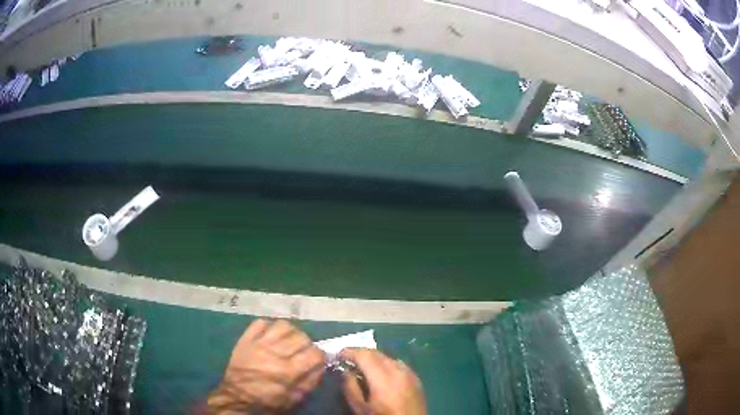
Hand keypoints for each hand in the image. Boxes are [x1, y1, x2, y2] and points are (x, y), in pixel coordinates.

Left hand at [208, 319, 324, 413]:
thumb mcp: (294, 399)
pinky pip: (260, 322)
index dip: (319, 356)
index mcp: (288, 372)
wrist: (236, 397)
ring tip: (288, 340)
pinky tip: (271, 335)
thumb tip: (321, 365)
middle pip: (301, 337)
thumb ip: (310, 382)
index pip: (314, 353)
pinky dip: (269, 326)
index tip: (317, 359)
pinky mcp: (246, 339)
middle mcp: (275, 354)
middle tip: (302, 351)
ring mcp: (259, 344)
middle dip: (306, 344)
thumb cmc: (267, 401)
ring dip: (290, 332)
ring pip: (283, 325)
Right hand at [340, 348, 426, 414]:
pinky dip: (386, 364)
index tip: (338, 355)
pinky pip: (398, 365)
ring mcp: (410, 374)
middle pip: (377, 353)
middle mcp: (399, 370)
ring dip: (373, 358)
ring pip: (388, 357)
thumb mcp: (360, 408)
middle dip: (360, 353)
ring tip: (362, 367)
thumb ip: (350, 387)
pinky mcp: (416, 379)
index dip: (350, 351)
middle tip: (347, 359)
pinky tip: (380, 374)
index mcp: (384, 378)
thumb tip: (346, 371)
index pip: (365, 355)